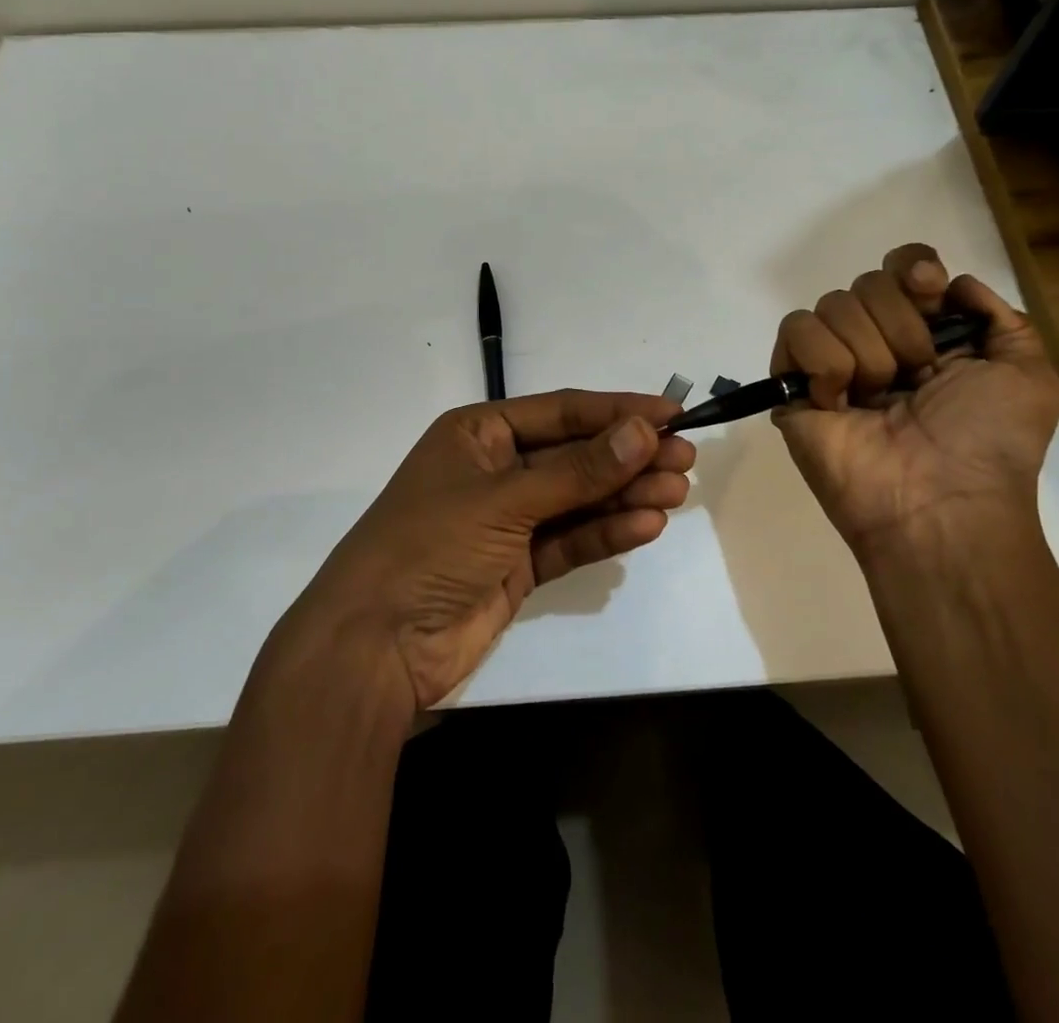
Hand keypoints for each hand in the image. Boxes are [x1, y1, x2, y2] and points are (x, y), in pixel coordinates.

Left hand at [283, 390, 695, 712]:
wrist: (373, 648)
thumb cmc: (430, 546)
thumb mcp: (505, 499)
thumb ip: (578, 470)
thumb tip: (644, 430)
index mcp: (480, 434)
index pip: (562, 412)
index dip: (617, 411)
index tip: (671, 413)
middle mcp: (496, 470)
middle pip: (576, 455)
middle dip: (629, 456)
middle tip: (686, 457)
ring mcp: (508, 520)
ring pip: (579, 498)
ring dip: (626, 494)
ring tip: (677, 492)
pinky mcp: (519, 566)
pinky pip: (571, 540)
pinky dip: (606, 532)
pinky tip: (646, 526)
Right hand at [771, 243, 1058, 558]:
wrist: (940, 504)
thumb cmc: (989, 443)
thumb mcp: (1029, 374)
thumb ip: (1002, 317)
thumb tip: (954, 283)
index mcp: (927, 334)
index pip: (902, 266)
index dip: (913, 268)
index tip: (929, 292)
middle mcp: (877, 341)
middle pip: (868, 282)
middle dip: (901, 327)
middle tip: (916, 377)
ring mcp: (832, 363)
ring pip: (832, 304)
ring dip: (868, 352)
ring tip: (879, 400)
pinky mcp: (794, 384)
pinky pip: (796, 331)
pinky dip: (824, 363)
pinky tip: (839, 402)